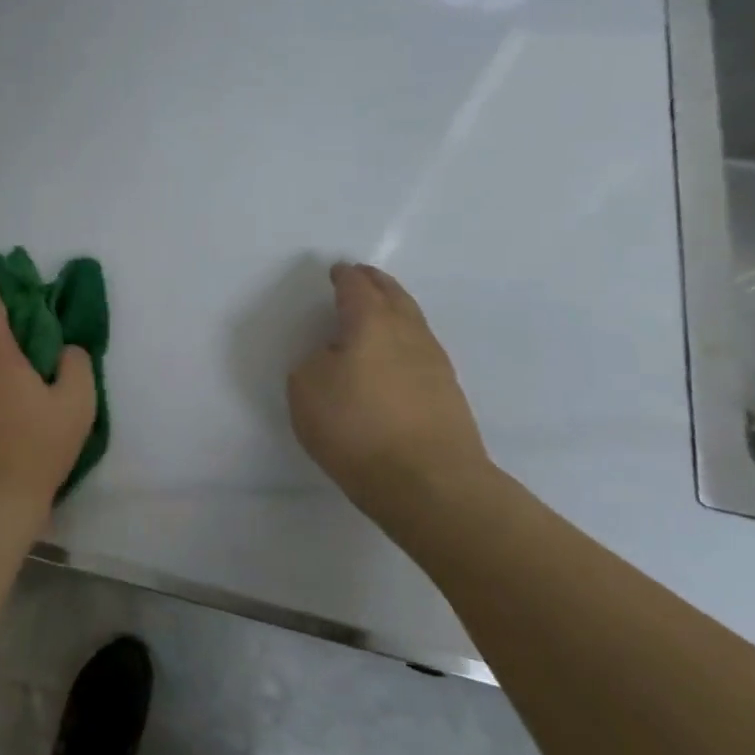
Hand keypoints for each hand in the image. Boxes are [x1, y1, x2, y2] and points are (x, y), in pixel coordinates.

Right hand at [286, 262, 495, 534]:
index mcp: (371, 322)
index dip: (344, 277)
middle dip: (376, 283)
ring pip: (413, 321)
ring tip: (378, 312)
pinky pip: (420, 350)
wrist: (429, 483)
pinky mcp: (448, 393)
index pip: (356, 288)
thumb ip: (315, 361)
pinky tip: (394, 355)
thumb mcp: (307, 388)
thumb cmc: (356, 427)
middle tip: (362, 277)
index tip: (337, 271)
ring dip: (395, 309)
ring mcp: (435, 363)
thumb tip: (335, 357)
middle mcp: (408, 333)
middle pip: (394, 296)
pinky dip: (404, 340)